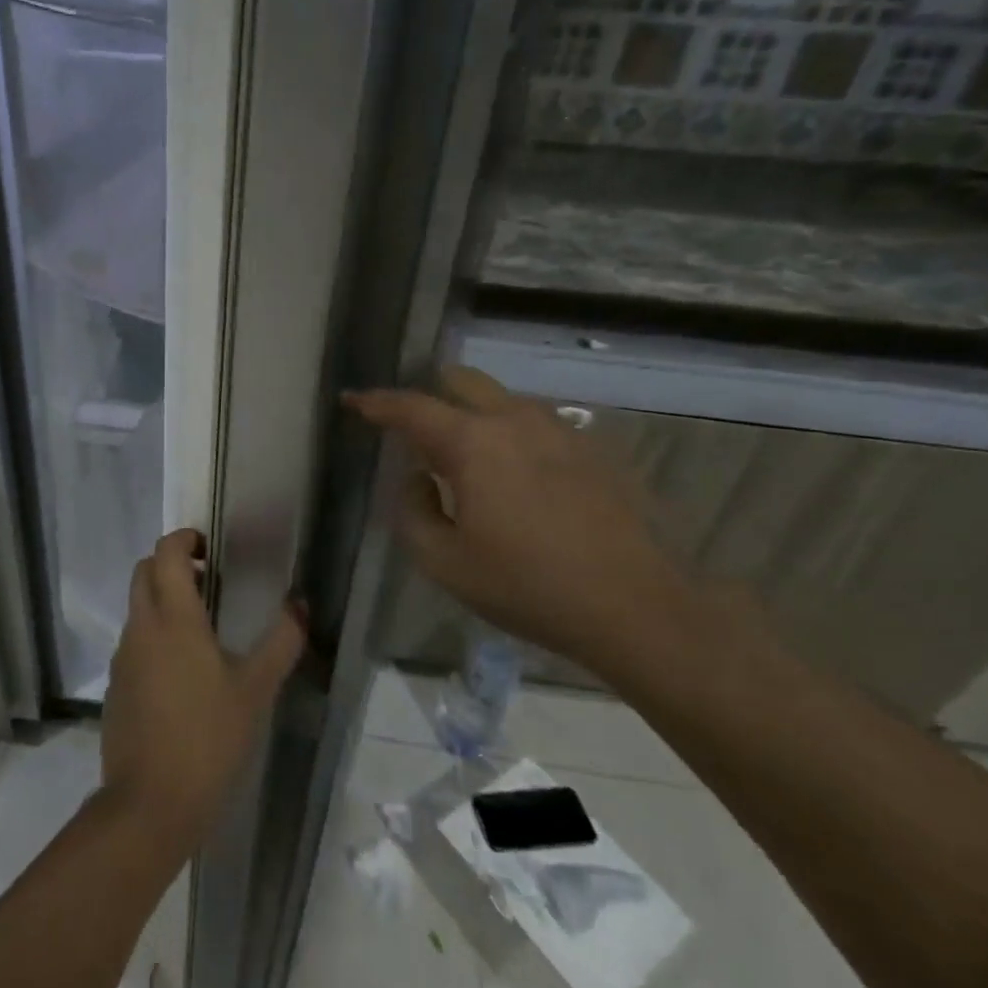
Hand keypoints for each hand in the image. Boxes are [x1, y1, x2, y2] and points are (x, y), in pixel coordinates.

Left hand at [100, 529, 306, 861]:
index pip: (166, 553)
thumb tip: (300, 604)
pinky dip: (153, 635)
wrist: (149, 804)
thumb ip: (281, 641)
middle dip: (171, 564)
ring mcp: (122, 657)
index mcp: (173, 618)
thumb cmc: (208, 738)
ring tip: (201, 628)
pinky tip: (181, 672)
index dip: (184, 538)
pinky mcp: (115, 686)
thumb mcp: (256, 689)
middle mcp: (141, 627)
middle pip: (144, 572)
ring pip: (137, 608)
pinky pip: (133, 643)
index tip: (209, 547)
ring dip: (162, 601)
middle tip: (208, 581)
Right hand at [346, 367, 703, 680]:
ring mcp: (559, 430)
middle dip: (429, 395)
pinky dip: (508, 432)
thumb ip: (412, 512)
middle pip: (461, 381)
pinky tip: (514, 475)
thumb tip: (417, 479)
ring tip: (463, 457)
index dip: (376, 403)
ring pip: (501, 399)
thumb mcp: (444, 563)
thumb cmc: (527, 586)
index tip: (352, 400)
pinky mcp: (591, 449)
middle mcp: (515, 420)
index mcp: (473, 443)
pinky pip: (534, 423)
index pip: (411, 407)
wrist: (635, 607)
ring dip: (472, 414)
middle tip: (413, 430)